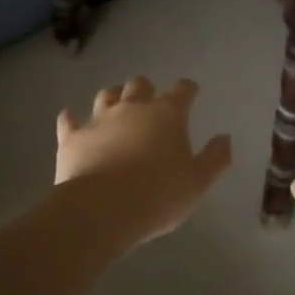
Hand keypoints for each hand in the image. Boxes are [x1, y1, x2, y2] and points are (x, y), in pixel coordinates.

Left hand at [55, 77, 233, 241]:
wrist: (102, 209)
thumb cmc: (158, 196)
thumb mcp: (197, 183)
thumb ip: (215, 159)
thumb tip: (225, 138)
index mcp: (167, 115)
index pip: (182, 90)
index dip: (187, 89)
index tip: (191, 92)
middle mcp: (132, 108)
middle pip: (139, 85)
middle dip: (146, 90)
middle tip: (149, 103)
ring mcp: (99, 119)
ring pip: (106, 95)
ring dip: (112, 98)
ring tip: (115, 107)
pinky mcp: (73, 137)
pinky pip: (69, 120)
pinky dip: (72, 119)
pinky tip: (71, 120)